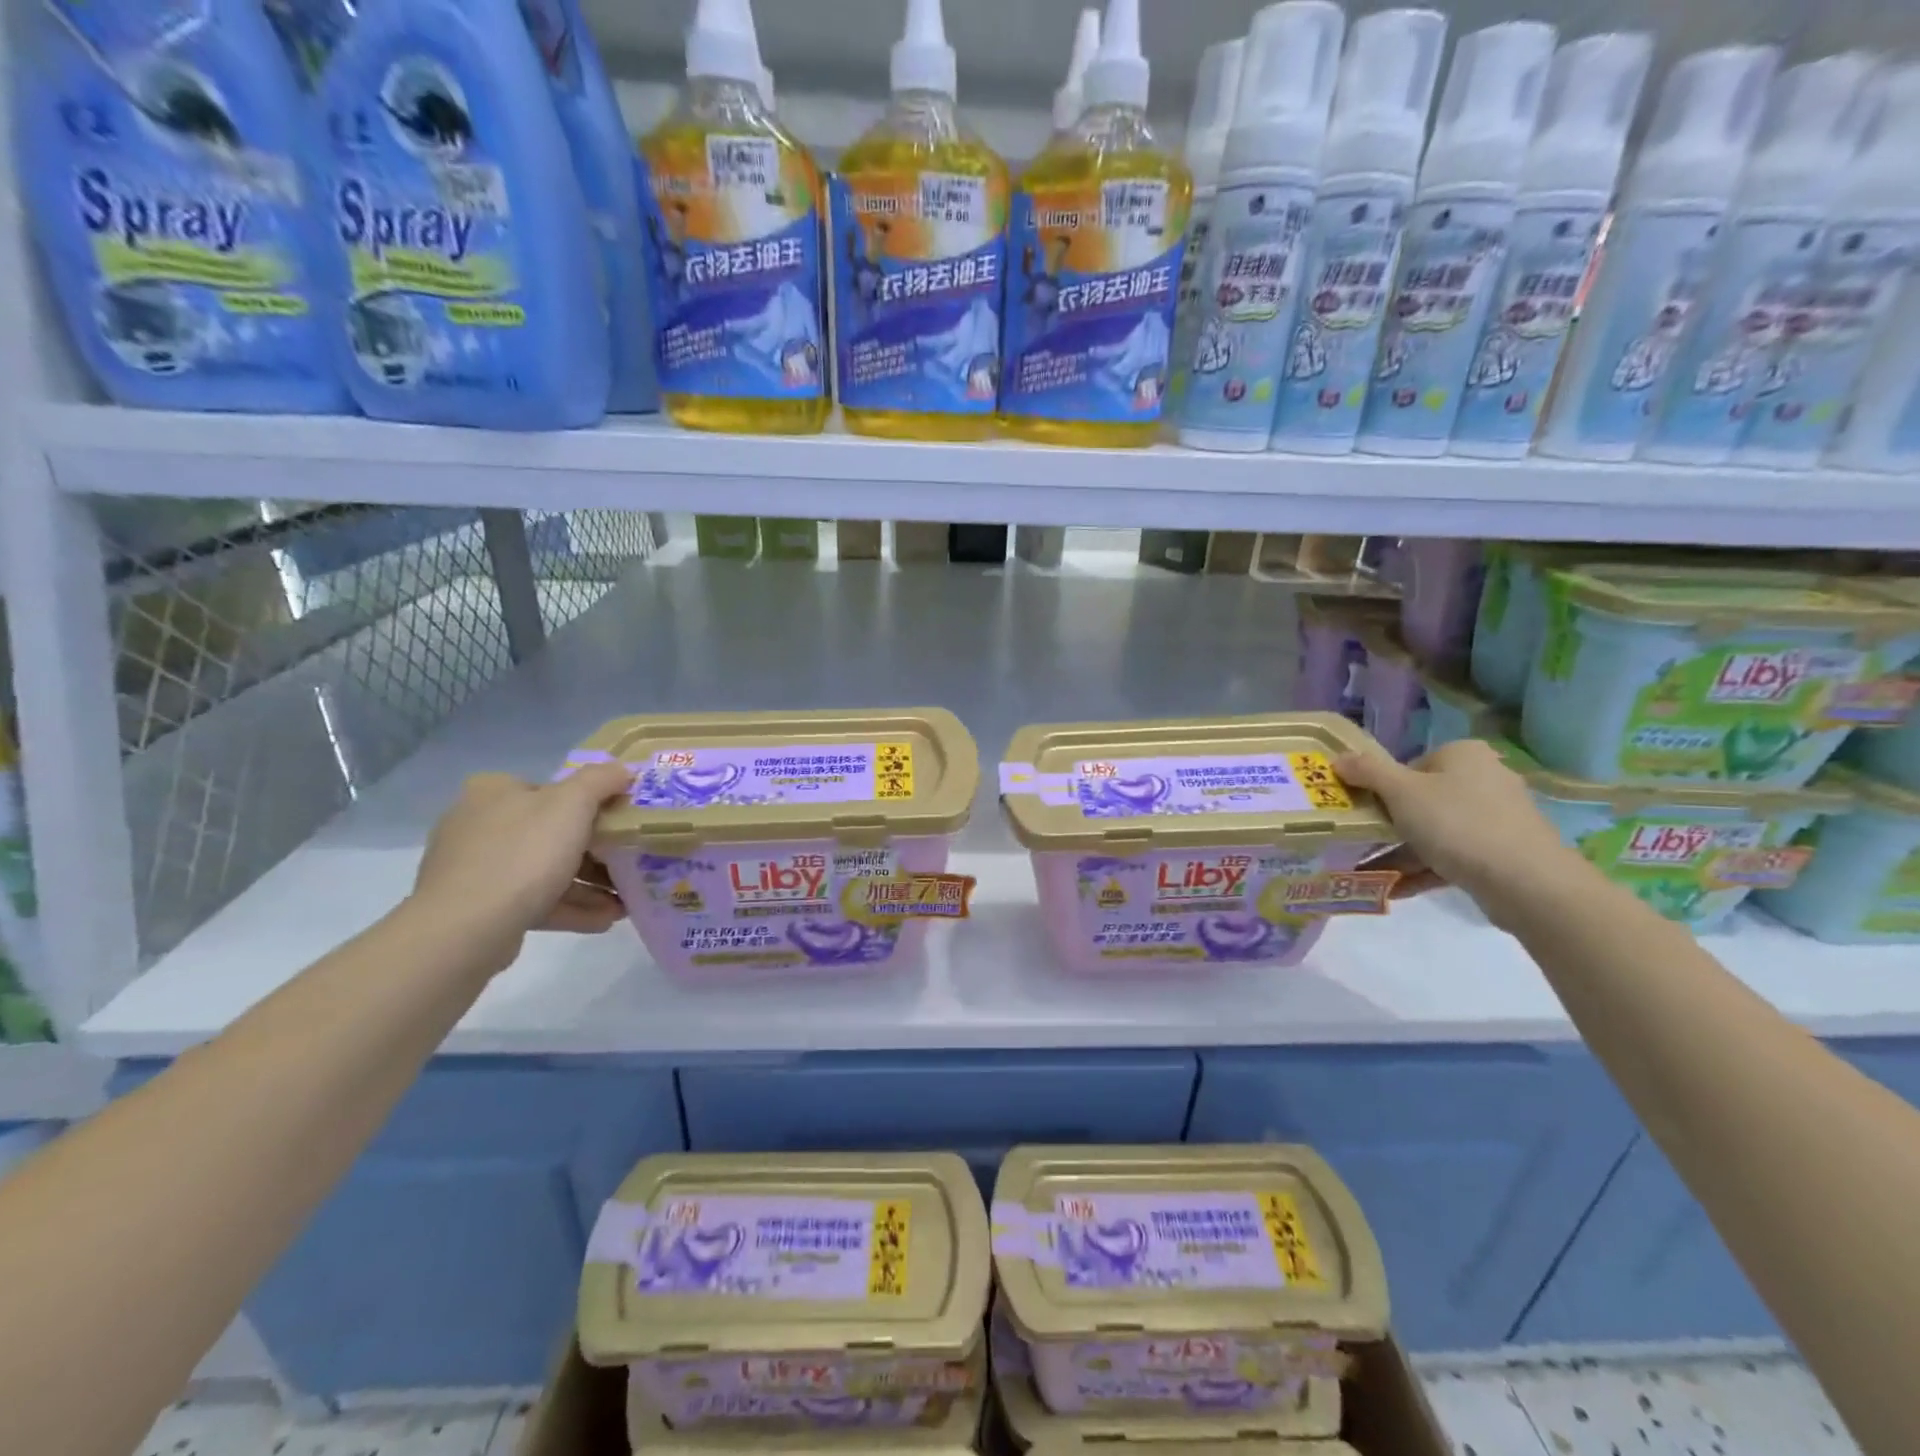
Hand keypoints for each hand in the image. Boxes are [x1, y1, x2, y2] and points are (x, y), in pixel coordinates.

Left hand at [411, 763, 633, 967]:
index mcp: (494, 791)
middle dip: (595, 853)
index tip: (621, 826)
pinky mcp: (477, 907)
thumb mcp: (573, 804)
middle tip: (628, 865)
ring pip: (544, 870)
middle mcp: (478, 824)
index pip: (551, 790)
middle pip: (551, 833)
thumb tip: (622, 769)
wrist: (465, 929)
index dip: (591, 805)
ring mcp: (474, 868)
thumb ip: (601, 780)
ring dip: (588, 885)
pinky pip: (533, 901)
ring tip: (623, 902)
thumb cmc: (524, 854)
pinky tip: (604, 920)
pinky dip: (569, 907)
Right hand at [1335, 739, 1574, 905]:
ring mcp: (1496, 817)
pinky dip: (1423, 869)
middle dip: (1388, 823)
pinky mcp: (1501, 852)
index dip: (1381, 788)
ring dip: (1400, 851)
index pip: (1409, 765)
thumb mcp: (1401, 792)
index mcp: (1463, 755)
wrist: (1527, 882)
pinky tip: (1394, 888)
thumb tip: (1338, 757)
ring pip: (1434, 831)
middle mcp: (1483, 779)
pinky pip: (1452, 856)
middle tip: (1360, 841)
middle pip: (1421, 798)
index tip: (1362, 811)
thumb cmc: (1457, 823)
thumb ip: (1367, 771)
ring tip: (1367, 871)